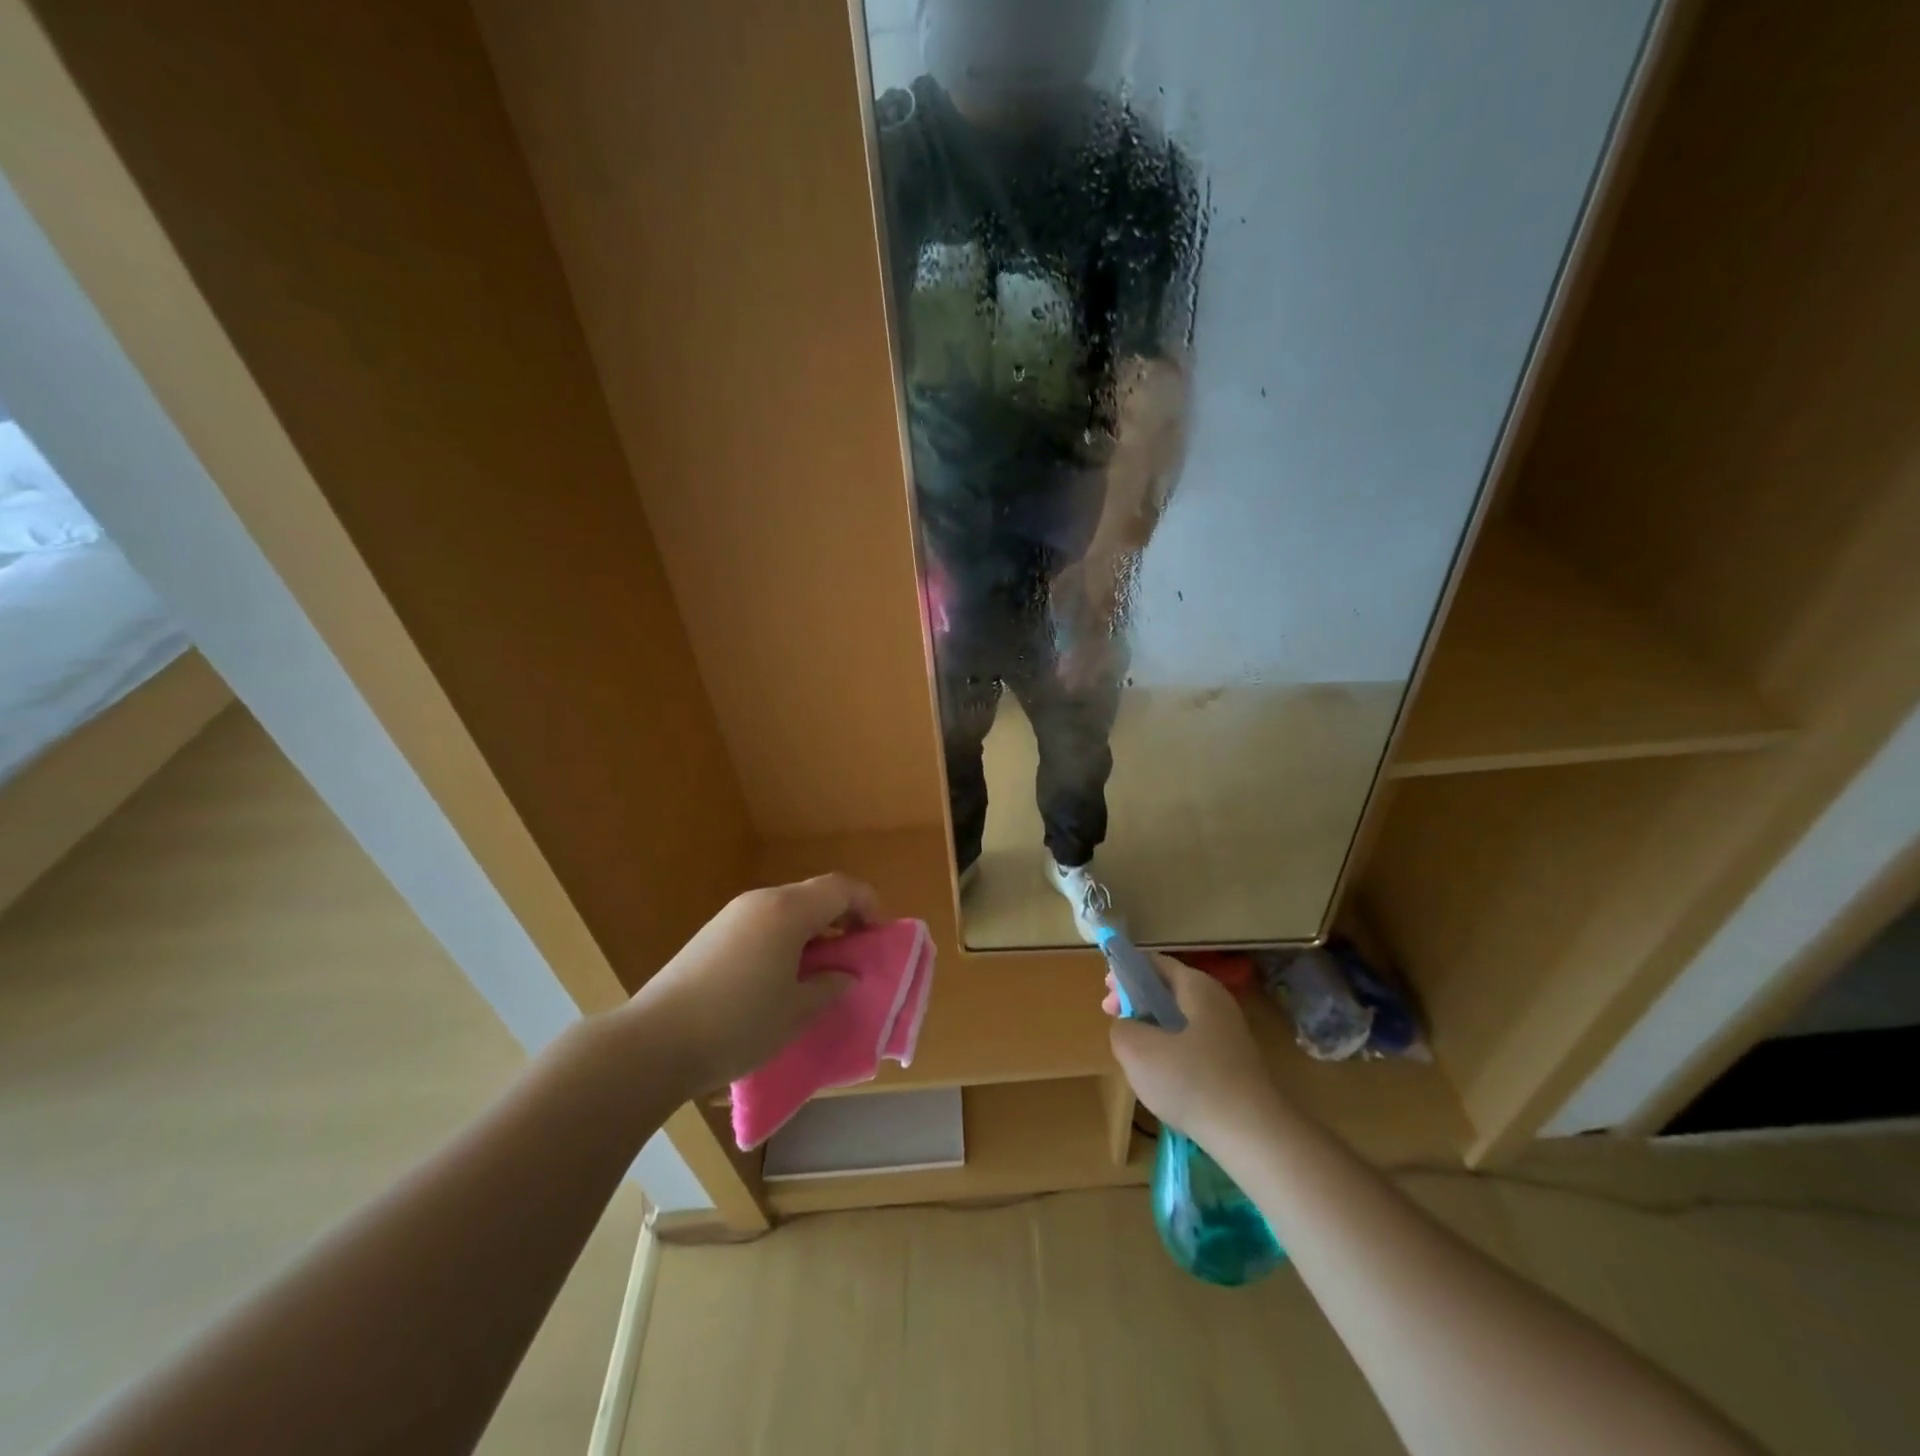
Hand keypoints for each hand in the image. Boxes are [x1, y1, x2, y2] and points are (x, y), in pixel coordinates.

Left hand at [624, 874, 877, 1093]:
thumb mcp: (797, 1011)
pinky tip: (778, 979)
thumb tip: (844, 974)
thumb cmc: (738, 1024)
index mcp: (788, 911)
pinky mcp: (710, 936)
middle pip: (813, 895)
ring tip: (817, 973)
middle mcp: (760, 901)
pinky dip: (783, 940)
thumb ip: (830, 986)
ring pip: (786, 910)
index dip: (868, 904)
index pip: (841, 888)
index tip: (877, 937)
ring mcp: (730, 917)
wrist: (652, 1044)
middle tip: (852, 957)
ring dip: (811, 932)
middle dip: (840, 920)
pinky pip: (761, 925)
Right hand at [1105, 953, 1279, 1147]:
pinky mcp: (1234, 1062)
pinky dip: (1173, 1051)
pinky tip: (1163, 1078)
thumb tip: (1127, 1026)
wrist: (1253, 1135)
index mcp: (1197, 986)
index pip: (1154, 963)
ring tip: (1135, 1054)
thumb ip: (1121, 1027)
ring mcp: (1229, 1033)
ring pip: (1180, 1019)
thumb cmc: (1191, 1081)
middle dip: (1137, 1003)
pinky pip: (1194, 1045)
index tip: (1107, 998)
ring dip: (1153, 1029)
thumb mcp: (1136, 1050)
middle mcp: (1217, 1001)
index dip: (1125, 974)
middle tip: (1116, 1023)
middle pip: (1168, 990)